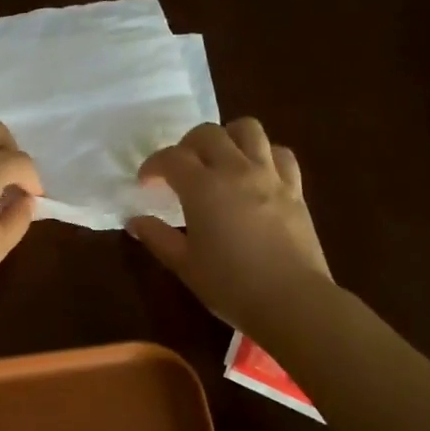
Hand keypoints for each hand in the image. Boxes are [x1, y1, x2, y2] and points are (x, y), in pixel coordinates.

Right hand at [126, 118, 331, 331]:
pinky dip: (264, 154)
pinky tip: (256, 173)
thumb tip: (135, 221)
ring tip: (219, 160)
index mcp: (203, 188)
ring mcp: (269, 176)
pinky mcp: (295, 189)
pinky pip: (280, 154)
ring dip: (227, 137)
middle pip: (208, 133)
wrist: (291, 301)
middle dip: (187, 145)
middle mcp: (236, 170)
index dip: (153, 165)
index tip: (146, 182)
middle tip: (180, 170)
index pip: (171, 158)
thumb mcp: (185, 265)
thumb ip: (158, 237)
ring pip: (248, 129)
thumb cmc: (230, 285)